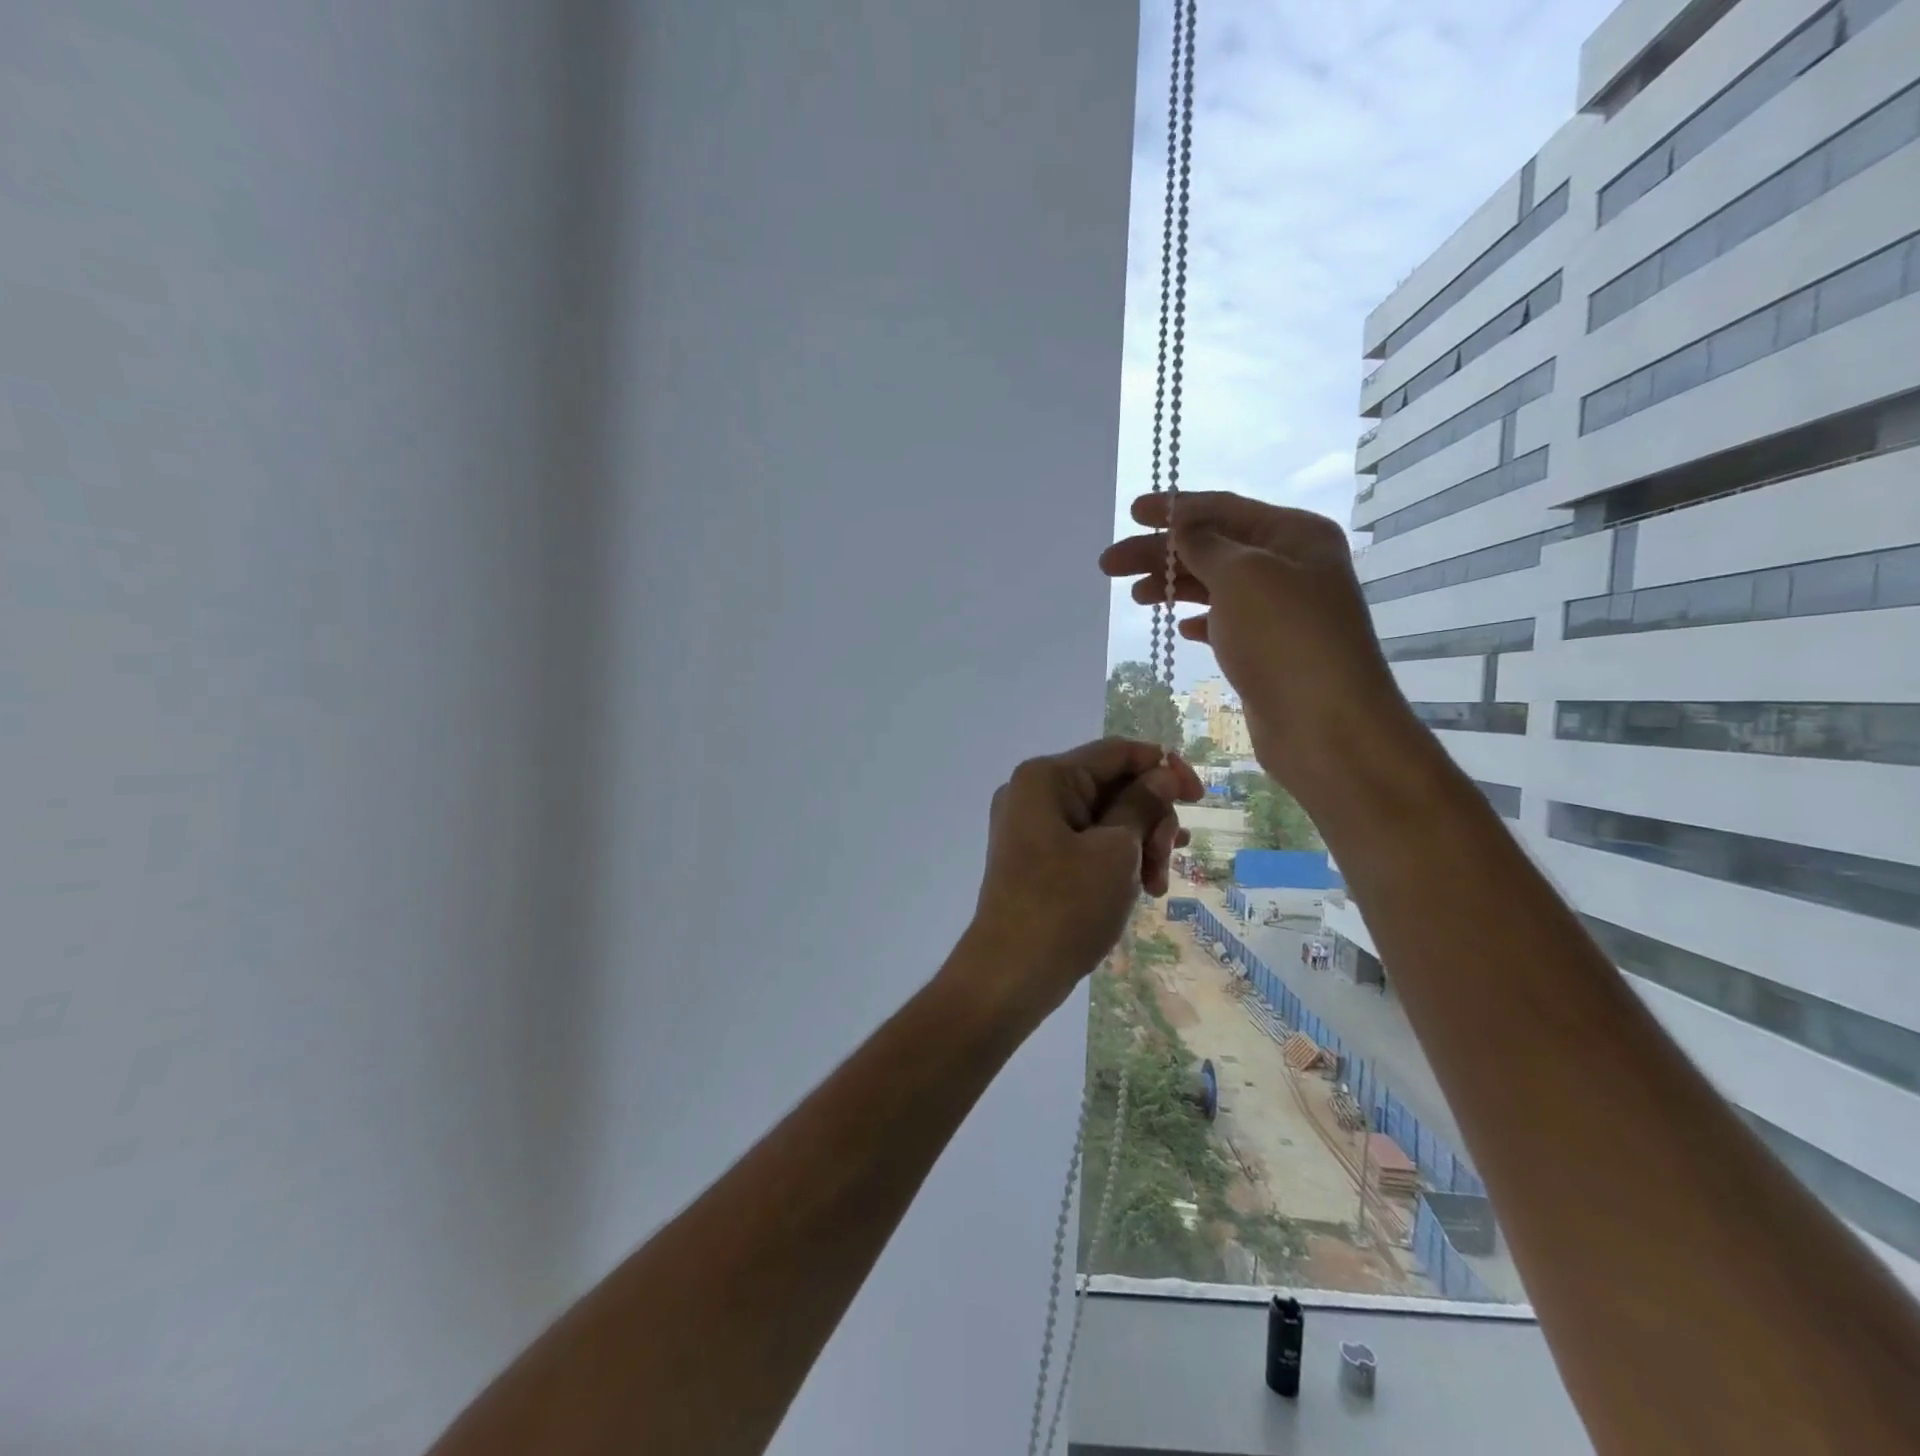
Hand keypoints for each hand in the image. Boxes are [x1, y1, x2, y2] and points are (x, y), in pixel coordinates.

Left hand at [963, 738, 1202, 1022]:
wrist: (1011, 973)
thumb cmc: (1066, 905)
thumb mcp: (1116, 850)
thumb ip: (1143, 804)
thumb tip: (1164, 774)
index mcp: (1046, 778)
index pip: (1116, 752)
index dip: (1163, 767)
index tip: (1200, 796)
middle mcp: (1033, 793)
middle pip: (1112, 785)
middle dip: (1150, 818)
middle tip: (1166, 859)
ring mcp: (1031, 826)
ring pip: (1104, 817)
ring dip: (1139, 843)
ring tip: (1156, 884)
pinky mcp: (1036, 857)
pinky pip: (1087, 842)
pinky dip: (1117, 858)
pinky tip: (1145, 883)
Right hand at [1098, 491, 1418, 799]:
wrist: (1326, 726)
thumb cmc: (1284, 638)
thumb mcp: (1241, 575)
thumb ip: (1205, 544)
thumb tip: (1182, 525)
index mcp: (1294, 534)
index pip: (1224, 509)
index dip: (1174, 509)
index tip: (1131, 513)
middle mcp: (1291, 565)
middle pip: (1213, 547)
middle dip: (1160, 553)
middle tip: (1109, 564)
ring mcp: (1280, 611)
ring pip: (1215, 586)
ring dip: (1173, 586)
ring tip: (1134, 596)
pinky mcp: (1269, 650)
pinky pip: (1226, 622)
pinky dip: (1199, 619)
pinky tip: (1180, 628)